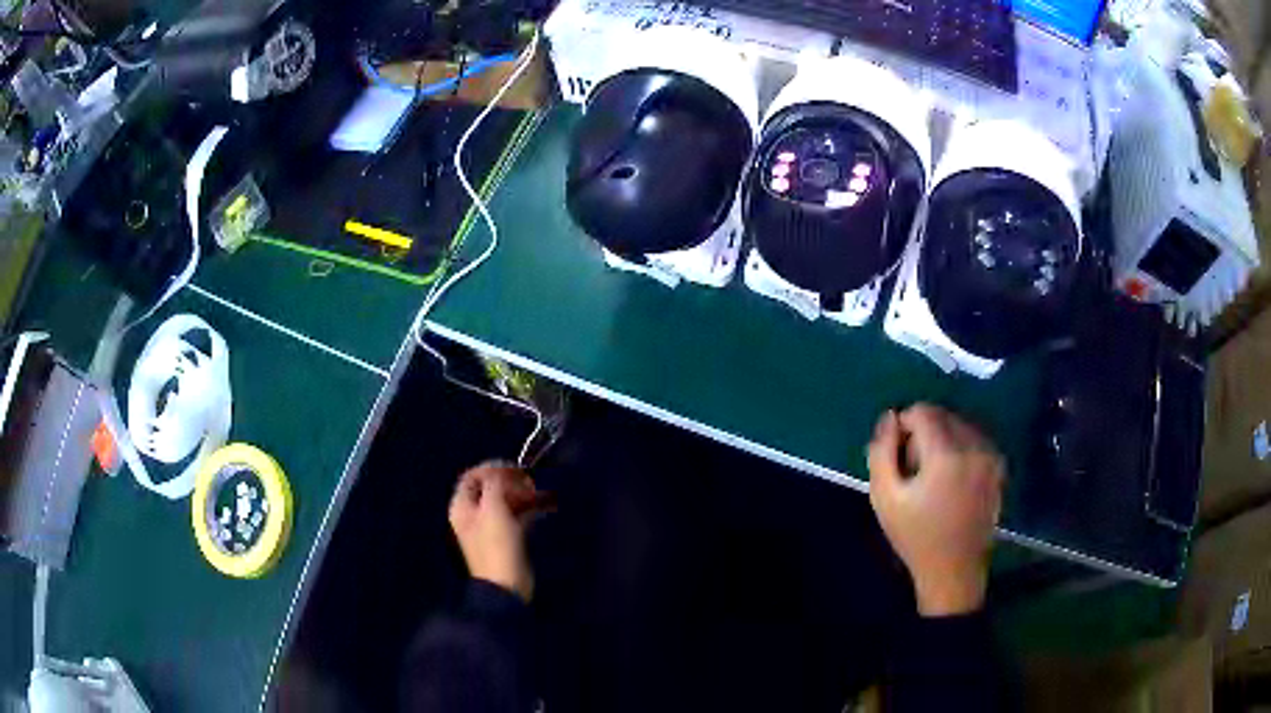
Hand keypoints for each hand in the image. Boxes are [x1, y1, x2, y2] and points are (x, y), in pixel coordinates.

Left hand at [448, 462, 543, 601]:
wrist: (506, 584)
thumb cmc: (496, 544)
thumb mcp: (493, 508)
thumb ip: (494, 484)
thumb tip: (500, 470)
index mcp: (462, 507)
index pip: (472, 477)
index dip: (491, 468)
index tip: (514, 468)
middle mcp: (473, 515)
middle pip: (489, 489)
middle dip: (509, 482)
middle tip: (529, 481)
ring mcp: (489, 527)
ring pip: (504, 502)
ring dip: (521, 495)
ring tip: (538, 494)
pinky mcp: (506, 538)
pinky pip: (515, 516)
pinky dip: (526, 509)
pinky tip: (542, 507)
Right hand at [867, 404, 1004, 616]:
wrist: (954, 570)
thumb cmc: (915, 537)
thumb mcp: (884, 497)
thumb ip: (882, 451)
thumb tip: (890, 417)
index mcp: (947, 454)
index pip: (922, 411)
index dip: (903, 426)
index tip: (898, 457)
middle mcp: (974, 446)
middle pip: (942, 415)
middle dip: (923, 431)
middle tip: (914, 469)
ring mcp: (991, 455)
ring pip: (960, 424)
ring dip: (943, 438)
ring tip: (934, 475)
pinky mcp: (998, 465)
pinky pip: (974, 438)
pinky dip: (960, 447)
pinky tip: (953, 478)